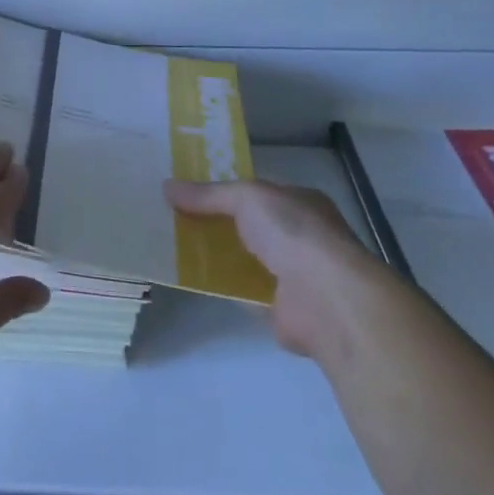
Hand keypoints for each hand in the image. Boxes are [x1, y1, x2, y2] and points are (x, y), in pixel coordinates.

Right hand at [163, 179, 373, 356]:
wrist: (326, 299)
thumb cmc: (293, 233)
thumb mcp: (247, 197)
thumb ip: (209, 194)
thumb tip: (167, 186)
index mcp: (300, 202)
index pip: (258, 192)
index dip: (224, 190)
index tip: (188, 190)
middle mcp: (299, 236)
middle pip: (247, 225)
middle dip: (215, 222)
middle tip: (172, 217)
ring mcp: (293, 274)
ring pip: (244, 258)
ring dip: (216, 255)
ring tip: (172, 247)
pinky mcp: (281, 308)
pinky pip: (243, 291)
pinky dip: (222, 286)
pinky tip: (191, 280)